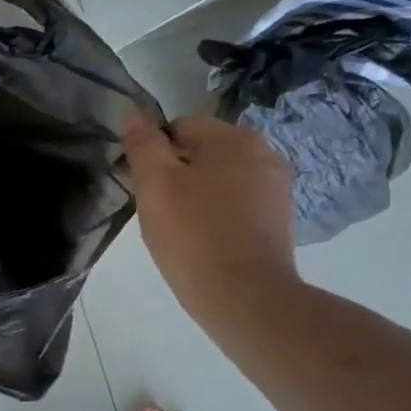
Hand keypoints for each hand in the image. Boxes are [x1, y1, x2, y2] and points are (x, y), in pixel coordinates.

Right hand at [122, 113, 298, 336]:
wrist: (244, 298)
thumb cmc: (194, 235)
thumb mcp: (156, 184)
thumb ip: (143, 144)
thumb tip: (133, 113)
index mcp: (235, 138)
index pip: (179, 127)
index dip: (153, 153)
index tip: (141, 185)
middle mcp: (264, 154)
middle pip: (201, 153)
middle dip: (174, 175)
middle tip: (156, 210)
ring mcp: (275, 190)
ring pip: (218, 181)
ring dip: (194, 196)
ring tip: (176, 229)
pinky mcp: (277, 222)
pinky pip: (235, 206)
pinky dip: (214, 216)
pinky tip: (200, 242)